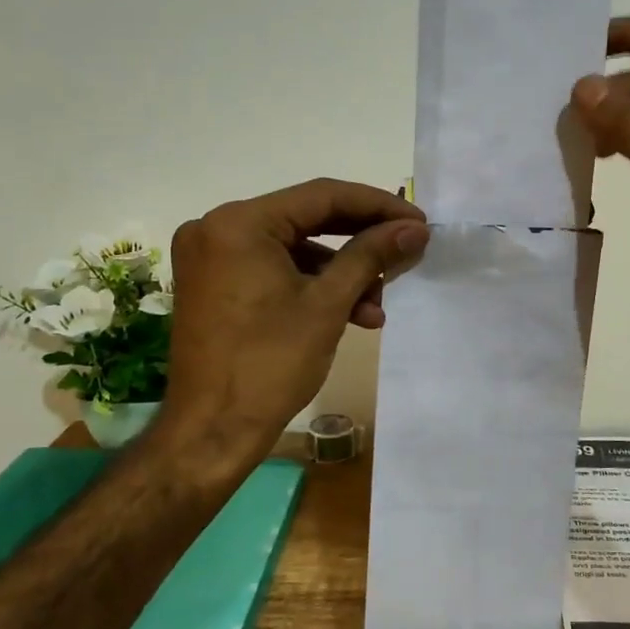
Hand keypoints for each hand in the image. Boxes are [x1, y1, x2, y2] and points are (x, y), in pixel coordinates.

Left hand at [154, 179, 428, 479]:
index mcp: (238, 223)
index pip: (321, 196)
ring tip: (379, 303)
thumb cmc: (269, 365)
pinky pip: (274, 269)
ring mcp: (212, 257)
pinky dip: (312, 286)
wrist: (211, 432)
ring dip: (340, 272)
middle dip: (361, 239)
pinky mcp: (215, 284)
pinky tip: (351, 312)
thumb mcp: (327, 304)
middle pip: (306, 219)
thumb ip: (370, 255)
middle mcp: (216, 228)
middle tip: (407, 248)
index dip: (377, 206)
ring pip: (293, 248)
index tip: (418, 220)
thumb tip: (414, 227)